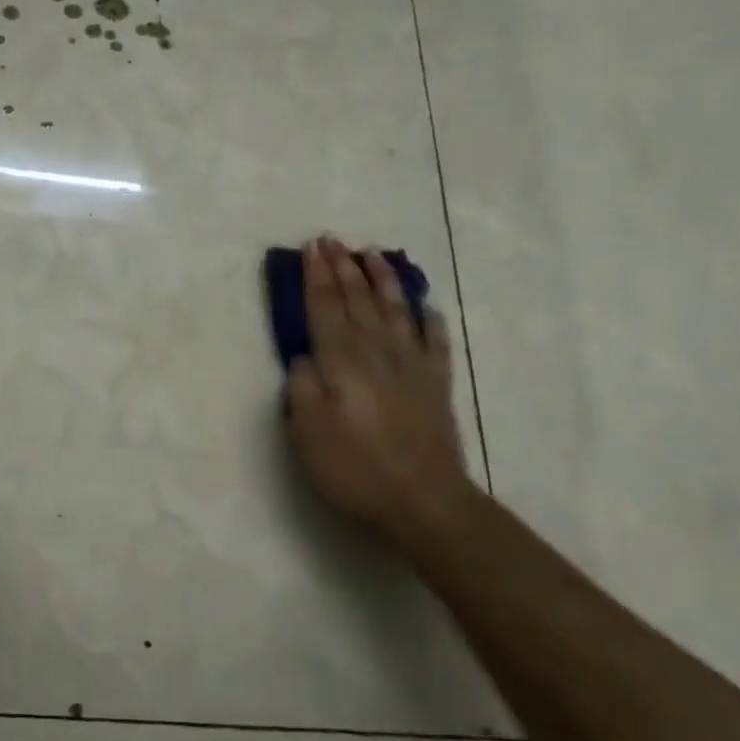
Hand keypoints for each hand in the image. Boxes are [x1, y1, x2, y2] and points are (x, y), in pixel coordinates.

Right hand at [283, 237, 477, 551]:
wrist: (423, 501)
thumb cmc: (355, 468)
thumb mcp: (307, 431)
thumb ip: (302, 386)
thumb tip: (306, 356)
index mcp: (341, 360)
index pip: (325, 306)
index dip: (316, 275)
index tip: (311, 247)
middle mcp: (377, 351)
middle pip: (358, 299)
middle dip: (343, 267)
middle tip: (333, 239)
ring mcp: (412, 365)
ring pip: (395, 309)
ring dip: (383, 279)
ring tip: (373, 253)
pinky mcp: (437, 384)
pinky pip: (434, 341)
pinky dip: (429, 320)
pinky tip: (425, 306)